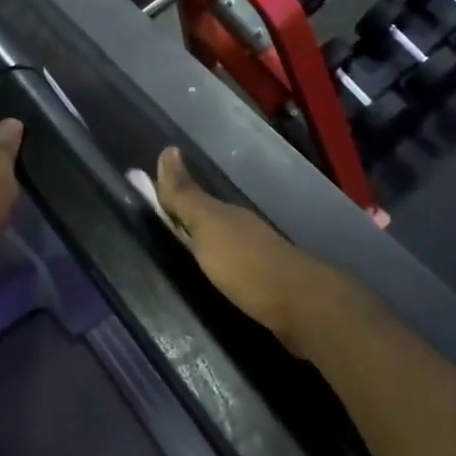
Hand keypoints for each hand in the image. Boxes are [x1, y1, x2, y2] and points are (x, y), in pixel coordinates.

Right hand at [154, 147, 335, 350]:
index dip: (175, 198)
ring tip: (188, 260)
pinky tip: (219, 282)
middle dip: (192, 223)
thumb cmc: (246, 264)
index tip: (153, 202)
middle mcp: (246, 230)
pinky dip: (225, 271)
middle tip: (165, 232)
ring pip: (228, 246)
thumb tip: (167, 149)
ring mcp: (261, 258)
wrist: (301, 307)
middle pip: (214, 222)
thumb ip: (186, 196)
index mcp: (229, 214)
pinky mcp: (270, 288)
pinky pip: (239, 271)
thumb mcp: (208, 227)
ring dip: (210, 249)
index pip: (196, 200)